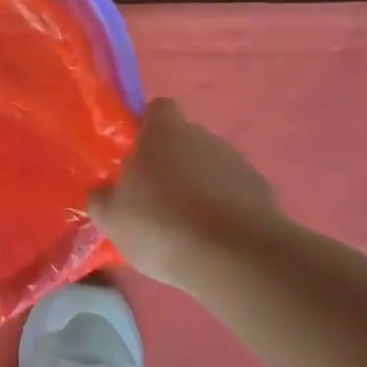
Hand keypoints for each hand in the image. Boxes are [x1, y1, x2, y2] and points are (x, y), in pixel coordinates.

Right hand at [89, 98, 282, 286]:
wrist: (236, 257)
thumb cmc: (161, 225)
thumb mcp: (111, 217)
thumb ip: (103, 197)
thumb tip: (106, 191)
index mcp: (164, 133)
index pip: (158, 109)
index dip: (147, 127)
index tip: (137, 155)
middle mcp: (203, 138)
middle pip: (184, 140)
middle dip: (171, 164)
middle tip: (153, 200)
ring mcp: (238, 164)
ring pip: (209, 168)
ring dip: (197, 188)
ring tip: (184, 228)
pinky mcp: (263, 193)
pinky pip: (233, 194)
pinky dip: (222, 210)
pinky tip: (212, 240)